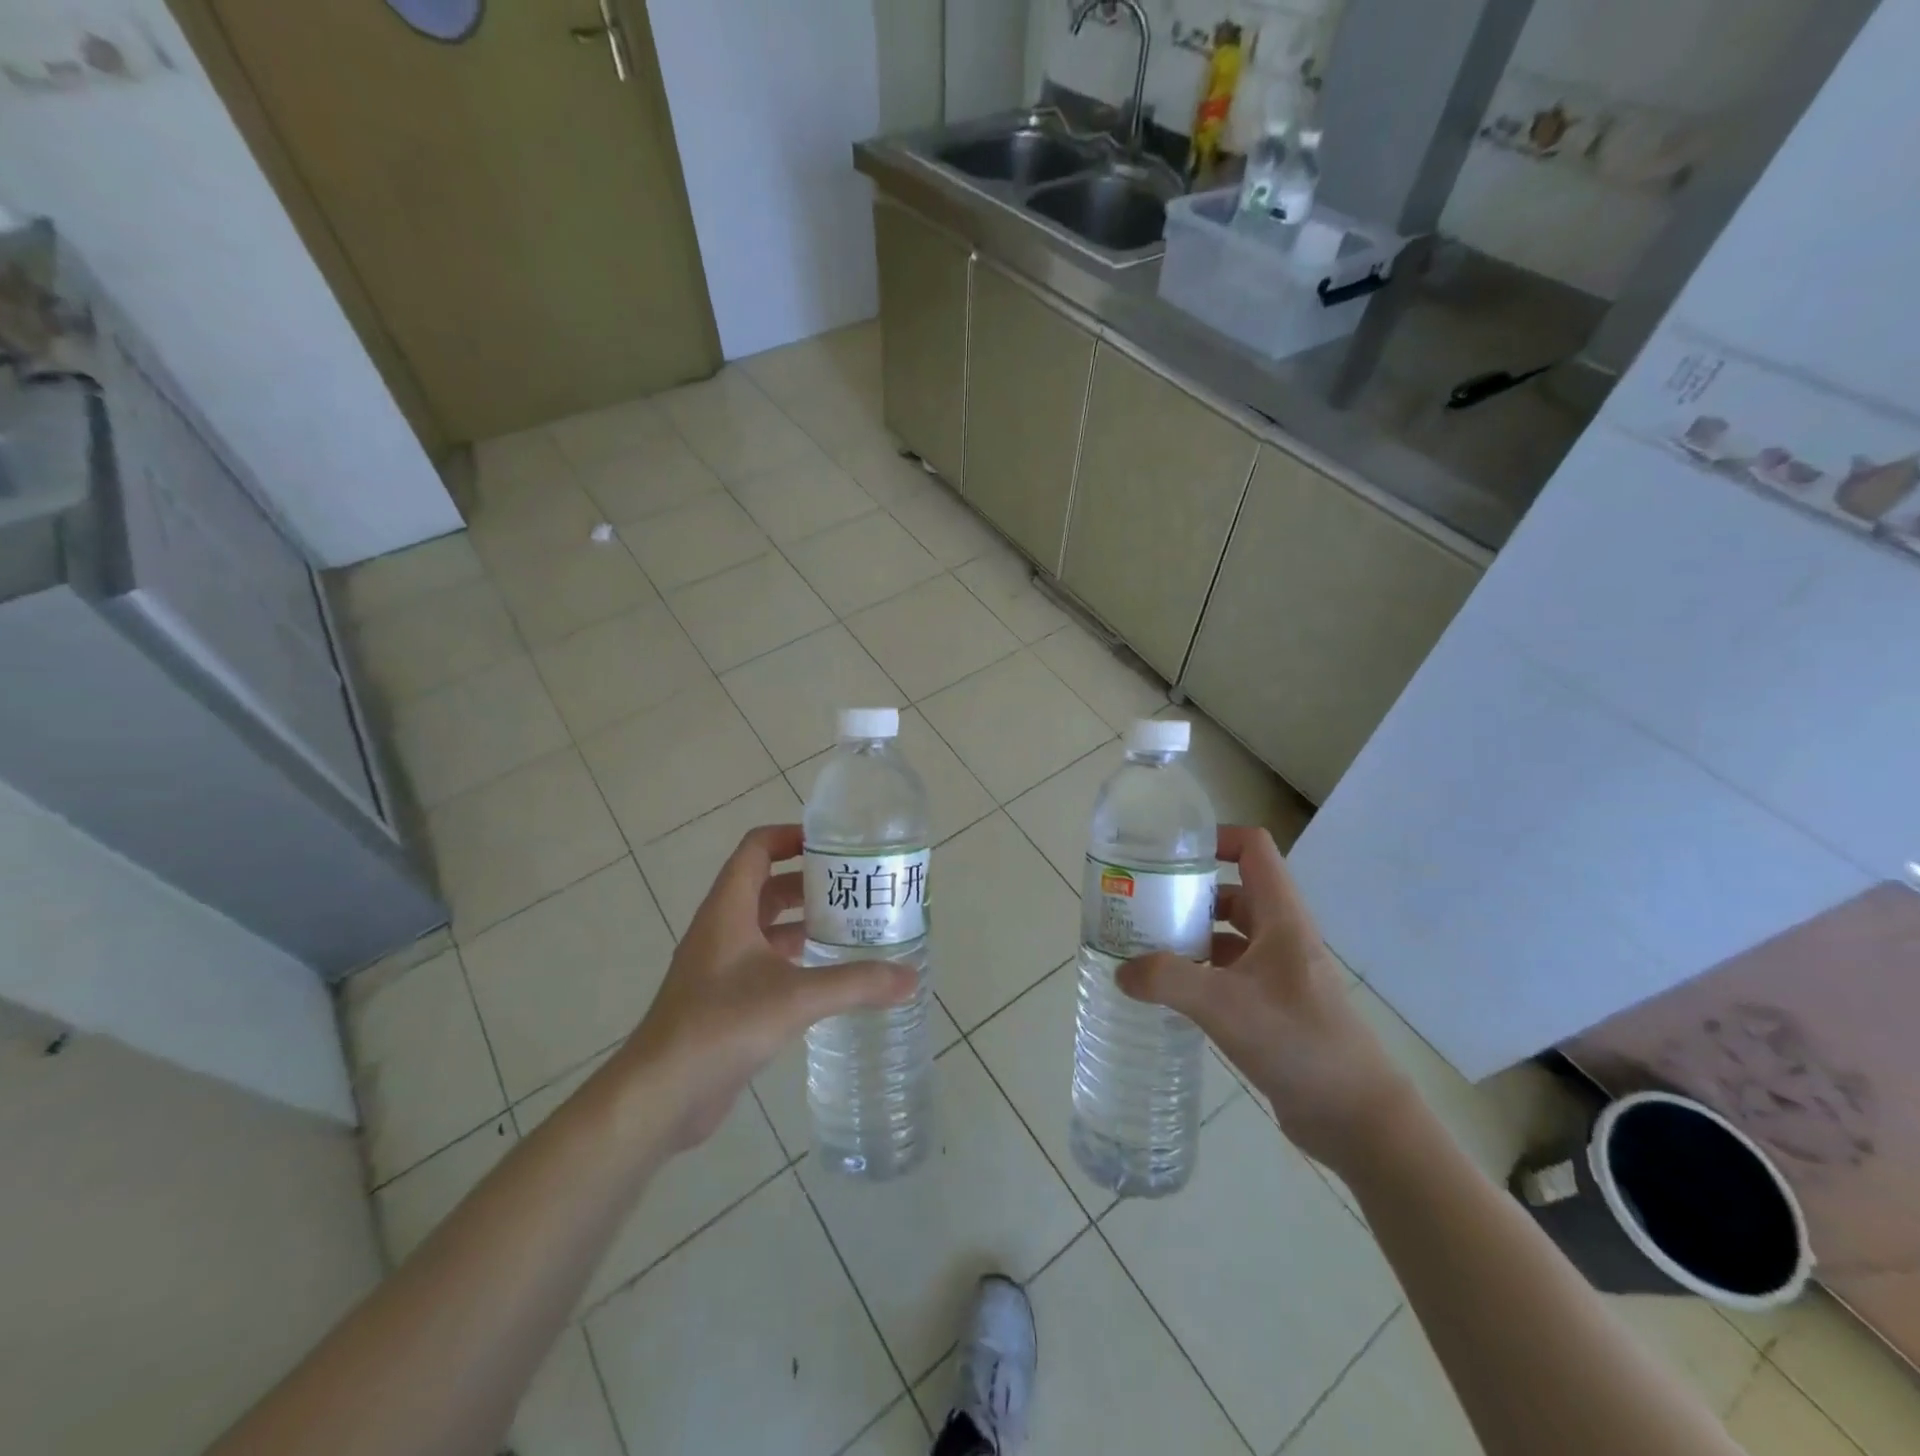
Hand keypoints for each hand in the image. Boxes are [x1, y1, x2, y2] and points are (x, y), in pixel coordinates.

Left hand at [616, 824, 915, 1151]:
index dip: (791, 836)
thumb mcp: (795, 998)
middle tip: (857, 889)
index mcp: (729, 909)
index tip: (834, 845)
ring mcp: (721, 965)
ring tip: (853, 927)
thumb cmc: (721, 1025)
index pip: (757, 848)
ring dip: (804, 922)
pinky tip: (828, 975)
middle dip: (810, 883)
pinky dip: (796, 959)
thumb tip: (910, 978)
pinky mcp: (725, 999)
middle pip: (767, 886)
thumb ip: (855, 984)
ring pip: (768, 927)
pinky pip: (766, 962)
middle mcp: (722, 928)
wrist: (660, 1094)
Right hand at [1116, 825, 1414, 1170]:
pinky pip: (1229, 973)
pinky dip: (1199, 974)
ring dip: (1190, 936)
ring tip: (1144, 949)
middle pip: (1231, 892)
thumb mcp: (1225, 1005)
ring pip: (1227, 935)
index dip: (1215, 839)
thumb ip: (1167, 981)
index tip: (1169, 855)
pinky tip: (1170, 994)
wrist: (1358, 1119)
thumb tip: (1122, 971)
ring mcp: (1278, 974)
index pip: (1253, 850)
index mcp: (1281, 918)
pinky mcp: (1273, 1007)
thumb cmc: (1298, 1043)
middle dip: (1187, 894)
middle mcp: (1281, 937)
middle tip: (1142, 906)